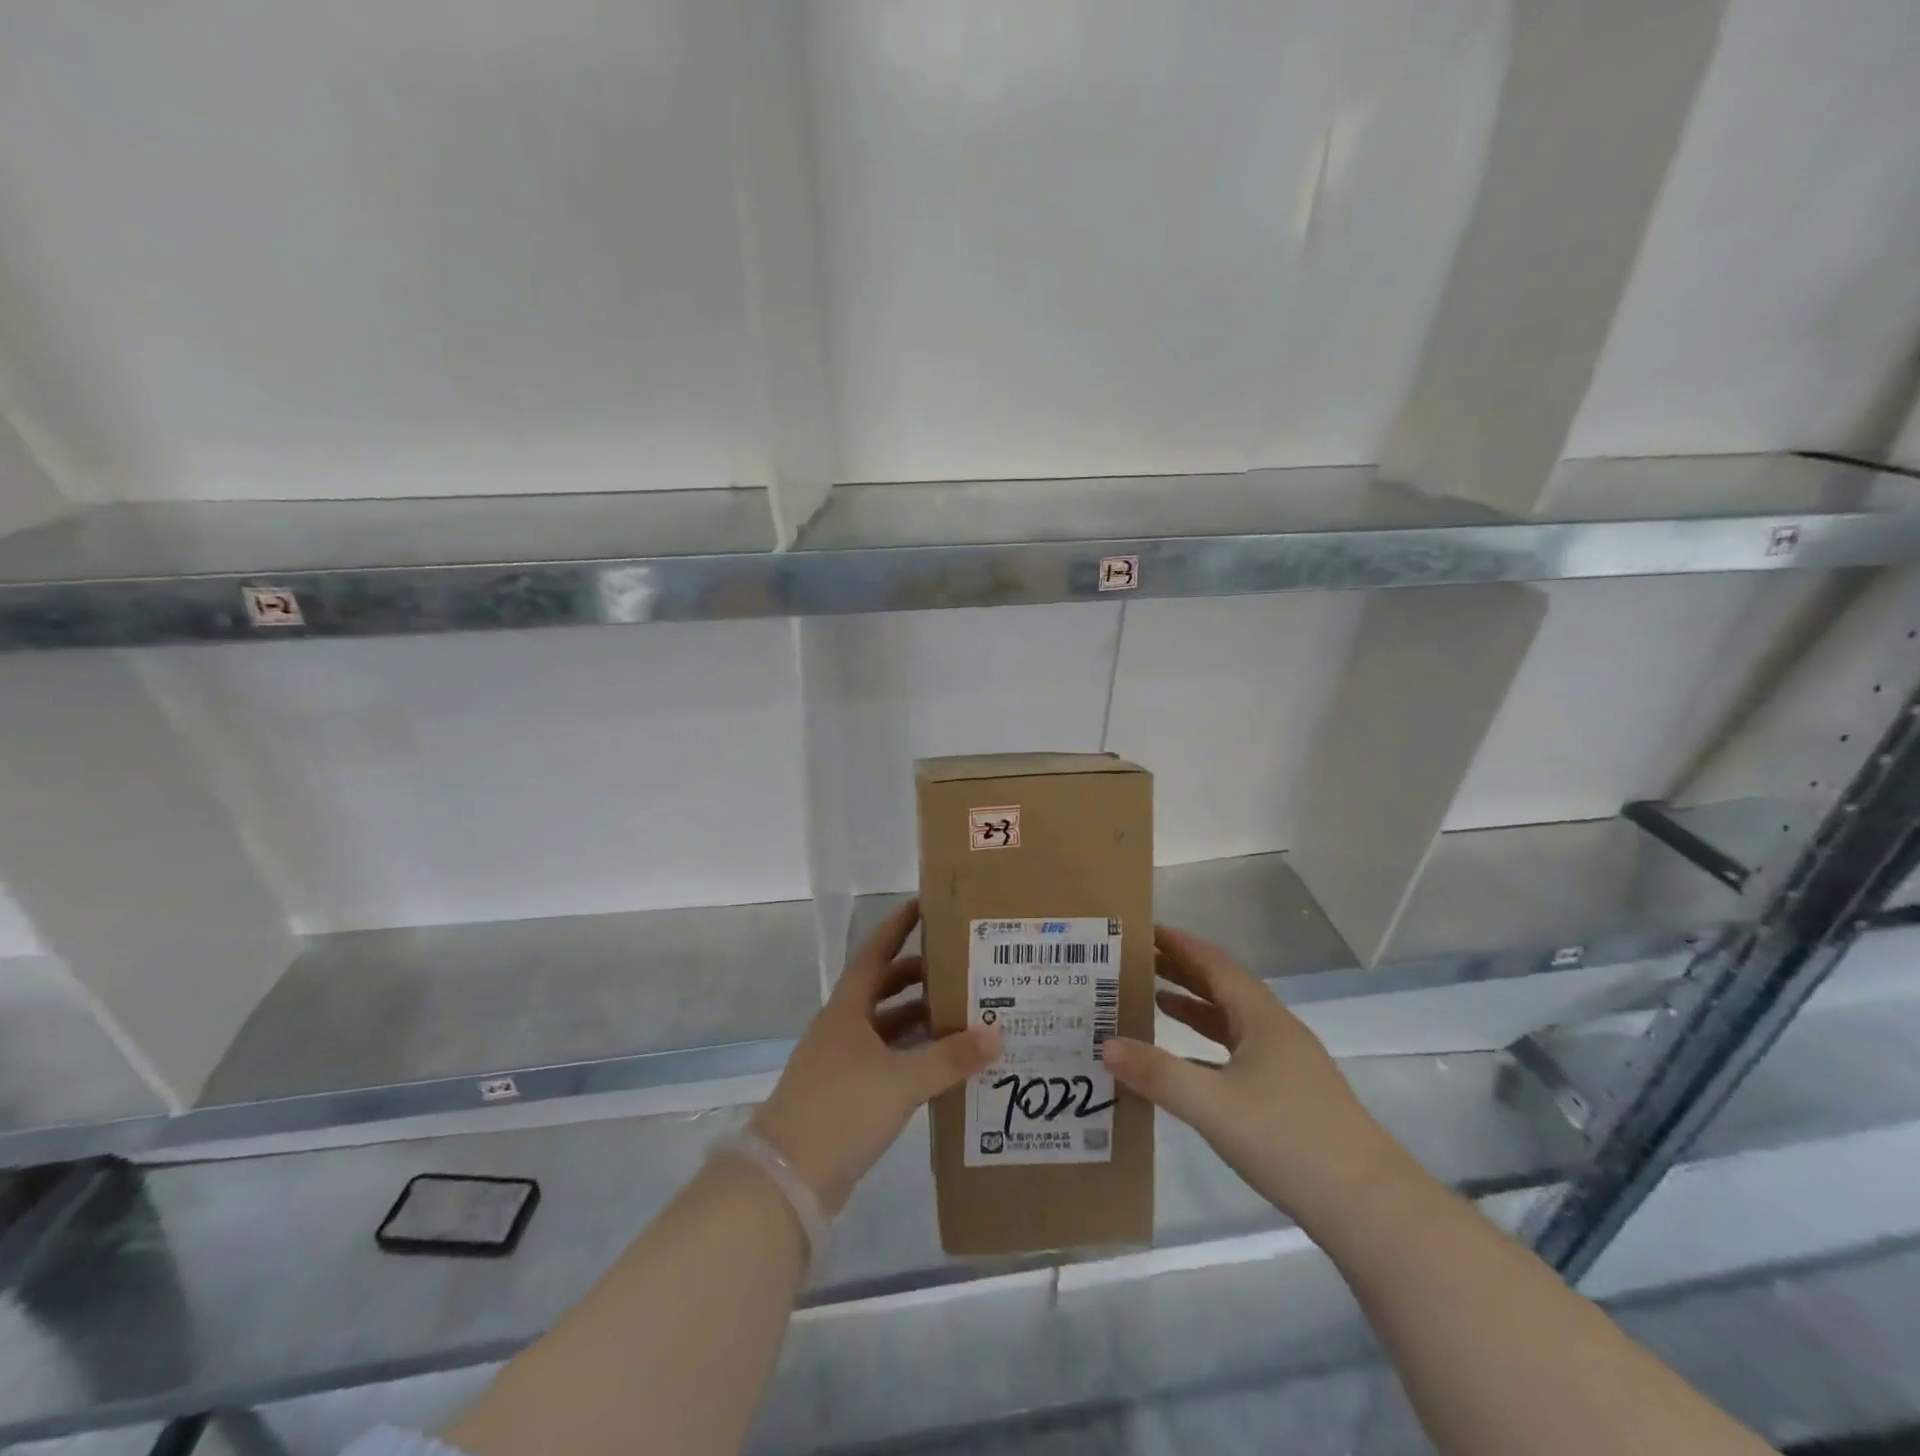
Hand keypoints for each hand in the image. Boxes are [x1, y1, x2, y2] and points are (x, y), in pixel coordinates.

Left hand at [753, 899, 999, 1216]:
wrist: (787, 1178)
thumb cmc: (841, 1109)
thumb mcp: (902, 1080)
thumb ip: (950, 1058)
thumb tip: (996, 1033)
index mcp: (848, 1008)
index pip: (876, 952)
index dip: (898, 926)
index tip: (925, 904)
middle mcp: (843, 1027)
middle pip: (884, 988)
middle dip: (919, 976)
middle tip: (960, 966)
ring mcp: (843, 1061)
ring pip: (887, 1027)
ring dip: (919, 1019)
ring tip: (963, 1013)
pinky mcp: (847, 1094)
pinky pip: (887, 1060)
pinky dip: (913, 1055)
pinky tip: (942, 1064)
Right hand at [1101, 924, 1408, 1230]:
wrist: (1369, 1207)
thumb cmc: (1288, 1140)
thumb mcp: (1213, 1105)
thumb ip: (1158, 1074)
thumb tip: (1106, 1046)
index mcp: (1262, 1018)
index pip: (1215, 964)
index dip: (1181, 945)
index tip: (1145, 930)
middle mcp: (1276, 1032)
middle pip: (1223, 988)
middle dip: (1183, 972)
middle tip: (1139, 962)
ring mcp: (1287, 1066)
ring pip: (1232, 1022)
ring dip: (1196, 1009)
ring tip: (1156, 1002)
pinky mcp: (1290, 1097)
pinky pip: (1238, 1054)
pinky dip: (1207, 1048)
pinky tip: (1187, 1065)